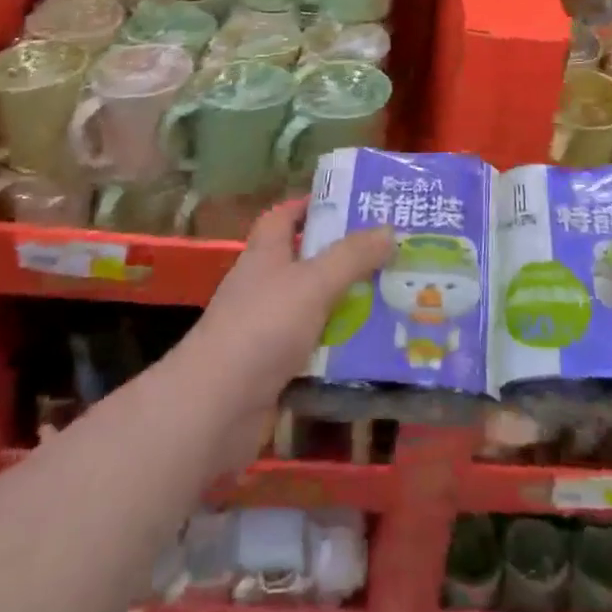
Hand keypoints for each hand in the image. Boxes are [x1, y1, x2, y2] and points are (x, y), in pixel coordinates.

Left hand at [172, 197, 394, 469]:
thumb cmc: (262, 327)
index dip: (312, 206)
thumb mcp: (313, 283)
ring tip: (395, 300)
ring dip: (348, 306)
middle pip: (306, 262)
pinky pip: (315, 349)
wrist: (216, 407)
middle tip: (391, 254)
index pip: (283, 216)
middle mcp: (263, 286)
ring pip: (314, 308)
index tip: (351, 204)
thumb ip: (352, 256)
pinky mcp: (274, 368)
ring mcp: (266, 329)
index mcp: (265, 254)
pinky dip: (340, 348)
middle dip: (345, 258)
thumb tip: (388, 229)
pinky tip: (374, 349)